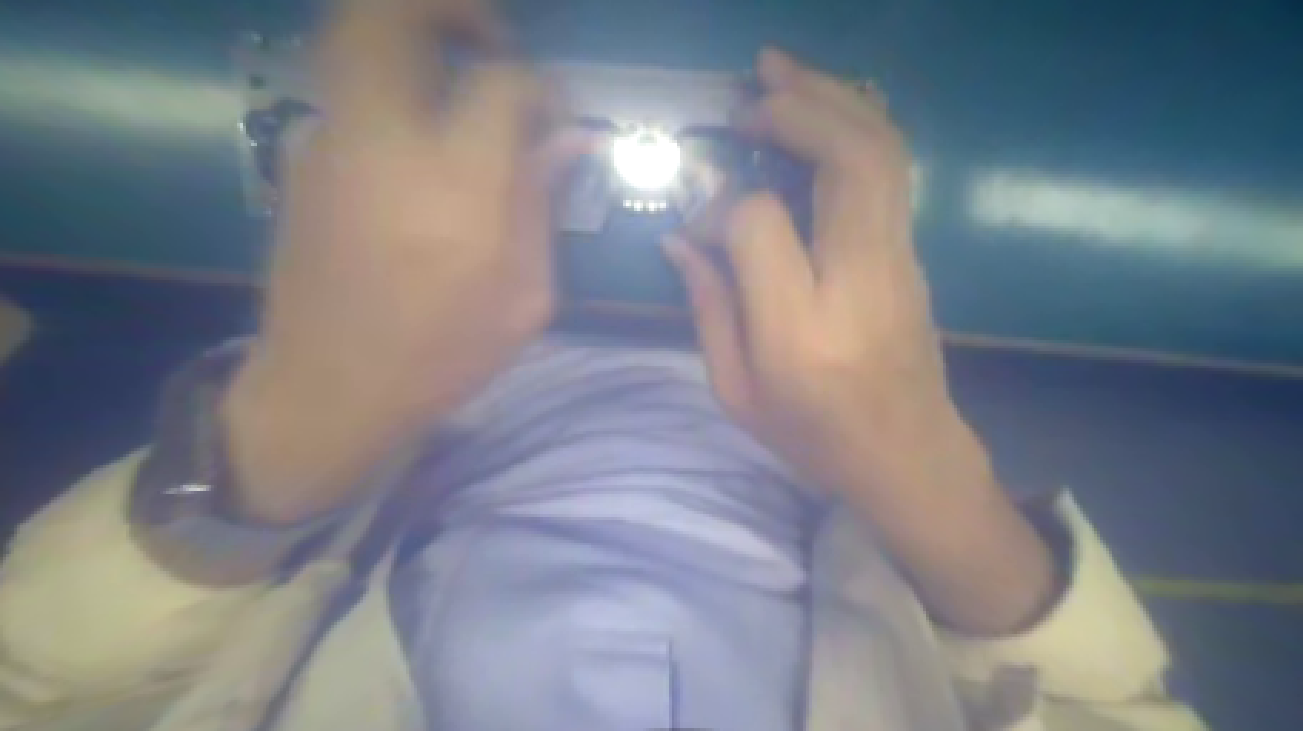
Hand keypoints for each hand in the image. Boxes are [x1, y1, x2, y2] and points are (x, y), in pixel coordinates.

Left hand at [221, 0, 576, 524]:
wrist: (334, 388)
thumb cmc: (445, 354)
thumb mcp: (526, 297)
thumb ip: (545, 207)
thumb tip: (573, 142)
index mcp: (459, 187)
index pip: (503, 86)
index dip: (541, 87)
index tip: (558, 116)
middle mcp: (387, 144)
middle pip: (390, 16)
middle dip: (447, 9)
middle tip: (492, 43)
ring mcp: (332, 145)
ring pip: (359, 42)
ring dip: (416, 46)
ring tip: (460, 89)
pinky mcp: (303, 161)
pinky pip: (353, 95)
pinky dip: (395, 95)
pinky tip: (422, 150)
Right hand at [666, 48, 1050, 633]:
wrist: (908, 458)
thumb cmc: (814, 439)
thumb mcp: (737, 392)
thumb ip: (708, 309)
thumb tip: (681, 239)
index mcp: (801, 331)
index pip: (760, 224)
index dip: (721, 207)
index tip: (700, 223)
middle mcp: (860, 280)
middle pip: (846, 159)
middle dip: (794, 108)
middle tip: (745, 94)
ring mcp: (899, 262)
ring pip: (881, 151)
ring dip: (831, 98)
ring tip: (779, 71)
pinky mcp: (911, 255)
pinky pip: (889, 170)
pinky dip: (852, 125)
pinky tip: (817, 115)